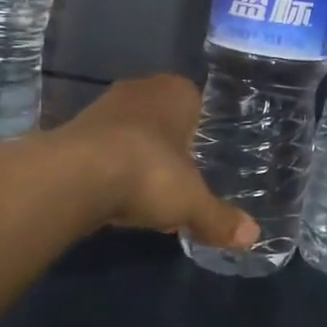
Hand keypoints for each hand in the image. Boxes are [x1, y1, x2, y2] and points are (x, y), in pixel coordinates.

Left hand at [59, 75, 258, 248]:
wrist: (76, 176)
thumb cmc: (149, 172)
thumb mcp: (192, 202)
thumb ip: (219, 218)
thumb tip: (253, 236)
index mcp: (175, 92)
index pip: (195, 101)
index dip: (200, 129)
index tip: (203, 157)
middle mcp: (139, 90)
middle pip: (160, 117)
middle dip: (168, 144)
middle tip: (180, 177)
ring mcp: (102, 108)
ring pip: (130, 132)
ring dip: (136, 156)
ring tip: (147, 191)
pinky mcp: (73, 131)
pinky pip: (103, 149)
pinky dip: (110, 169)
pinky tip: (115, 197)